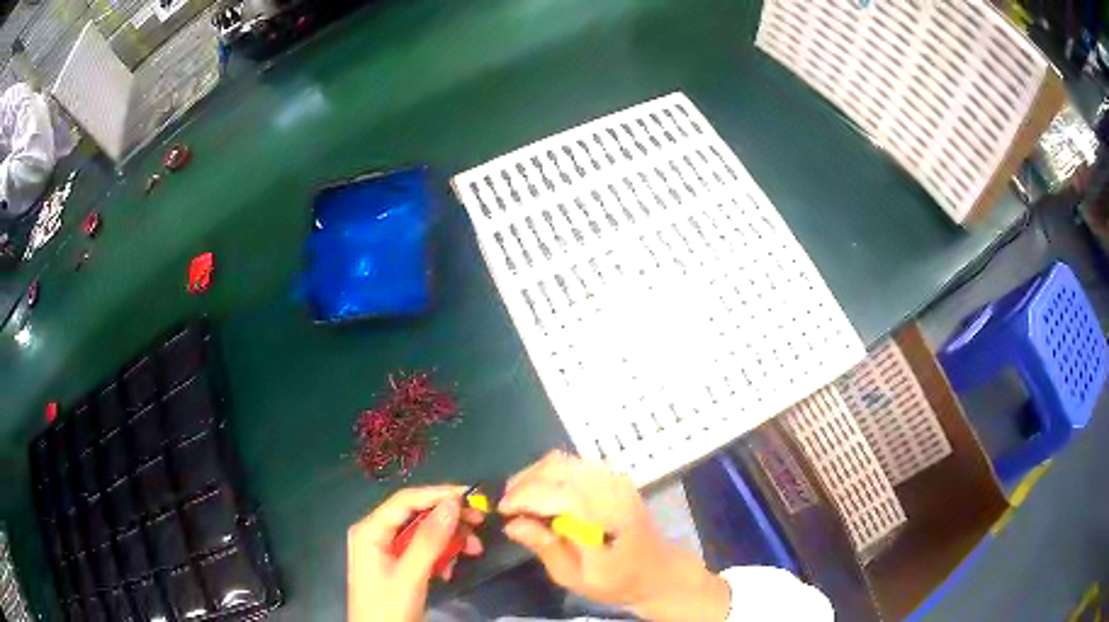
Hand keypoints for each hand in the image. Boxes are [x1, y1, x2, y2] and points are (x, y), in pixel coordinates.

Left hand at [347, 486, 484, 621]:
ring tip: (473, 550)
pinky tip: (450, 570)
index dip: (437, 494)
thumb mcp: (410, 575)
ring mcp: (385, 550)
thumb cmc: (389, 607)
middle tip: (479, 523)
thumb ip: (430, 540)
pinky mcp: (395, 565)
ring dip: (448, 540)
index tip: (471, 496)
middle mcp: (375, 533)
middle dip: (448, 520)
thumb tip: (453, 503)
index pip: (405, 500)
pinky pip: (421, 550)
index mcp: (369, 530)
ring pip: (422, 533)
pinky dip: (440, 556)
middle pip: (415, 515)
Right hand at [499, 451, 730, 621]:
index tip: (501, 511)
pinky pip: (575, 464)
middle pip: (555, 467)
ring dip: (536, 475)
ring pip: (563, 460)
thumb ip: (544, 547)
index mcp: (600, 515)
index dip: (521, 497)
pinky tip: (545, 495)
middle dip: (524, 482)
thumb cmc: (615, 581)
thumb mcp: (573, 577)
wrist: (658, 572)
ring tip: (521, 499)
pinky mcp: (615, 477)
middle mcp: (608, 488)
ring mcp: (614, 478)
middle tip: (508, 505)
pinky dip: (552, 474)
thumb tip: (512, 524)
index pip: (552, 491)